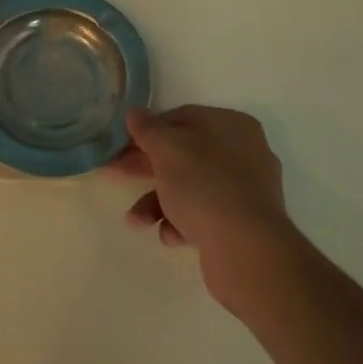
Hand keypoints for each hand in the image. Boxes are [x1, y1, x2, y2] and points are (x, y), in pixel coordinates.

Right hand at [116, 105, 305, 318]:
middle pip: (185, 154)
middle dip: (148, 169)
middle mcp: (244, 153)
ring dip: (158, 203)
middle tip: (116, 175)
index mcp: (232, 125)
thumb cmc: (205, 186)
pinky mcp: (242, 225)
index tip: (123, 145)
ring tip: (137, 221)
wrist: (246, 250)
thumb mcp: (168, 150)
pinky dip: (183, 223)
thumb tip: (135, 112)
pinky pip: (204, 215)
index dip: (149, 130)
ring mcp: (246, 191)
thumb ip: (148, 129)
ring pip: (191, 188)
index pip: (183, 117)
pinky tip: (172, 236)